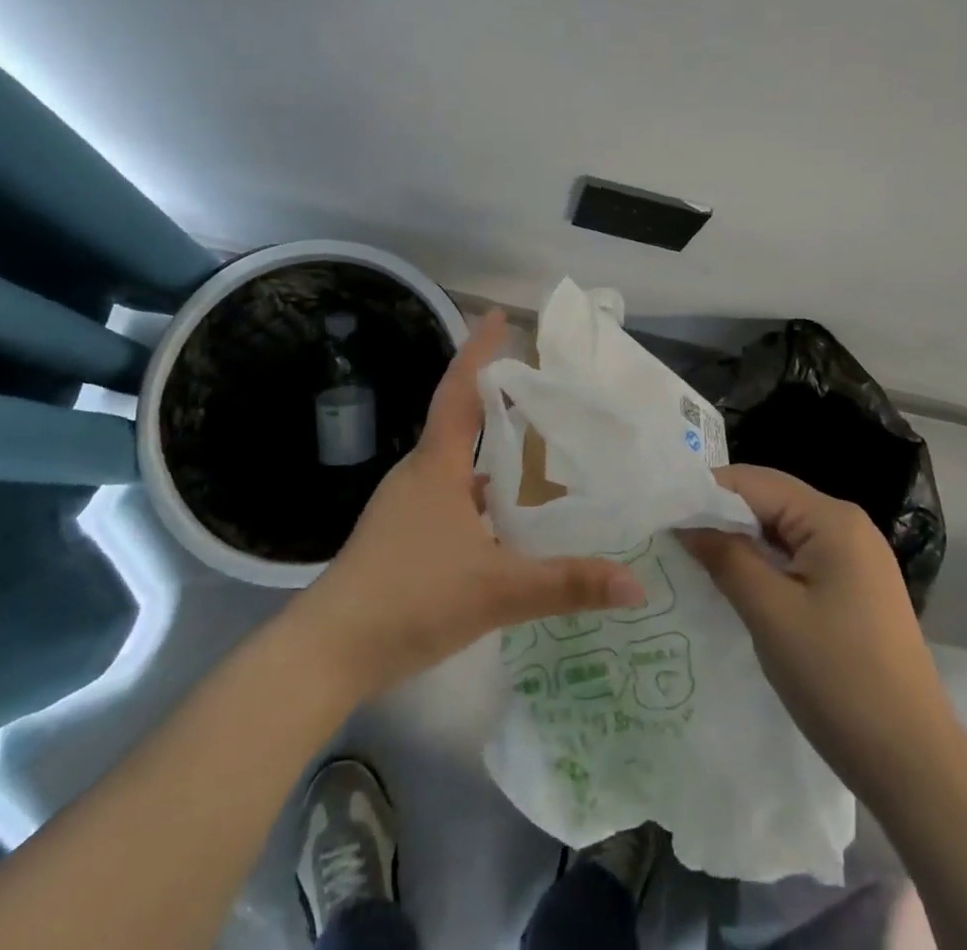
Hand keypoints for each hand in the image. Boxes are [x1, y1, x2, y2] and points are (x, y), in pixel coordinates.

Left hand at [286, 311, 645, 699]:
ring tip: (537, 453)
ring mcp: (405, 505)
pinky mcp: (400, 535)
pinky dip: (479, 493)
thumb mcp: (497, 590)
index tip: (498, 315)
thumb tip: (636, 583)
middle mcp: (419, 473)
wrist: (330, 650)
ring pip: (455, 464)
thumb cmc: (411, 598)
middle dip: (496, 399)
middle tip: (540, 389)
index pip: (459, 390)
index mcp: (437, 465)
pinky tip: (504, 522)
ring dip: (491, 453)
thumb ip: (567, 584)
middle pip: (459, 421)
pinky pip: (448, 496)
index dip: (479, 350)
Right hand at [679, 464, 948, 795]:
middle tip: (670, 538)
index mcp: (832, 519)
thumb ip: (724, 556)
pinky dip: (764, 566)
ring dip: (740, 543)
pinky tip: (736, 586)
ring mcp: (856, 559)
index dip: (704, 493)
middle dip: (720, 517)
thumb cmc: (838, 680)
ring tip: (693, 559)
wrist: (915, 766)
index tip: (661, 514)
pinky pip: (798, 559)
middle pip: (768, 501)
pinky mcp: (855, 590)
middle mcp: (847, 526)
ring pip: (781, 532)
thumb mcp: (769, 613)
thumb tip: (685, 524)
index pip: (752, 482)